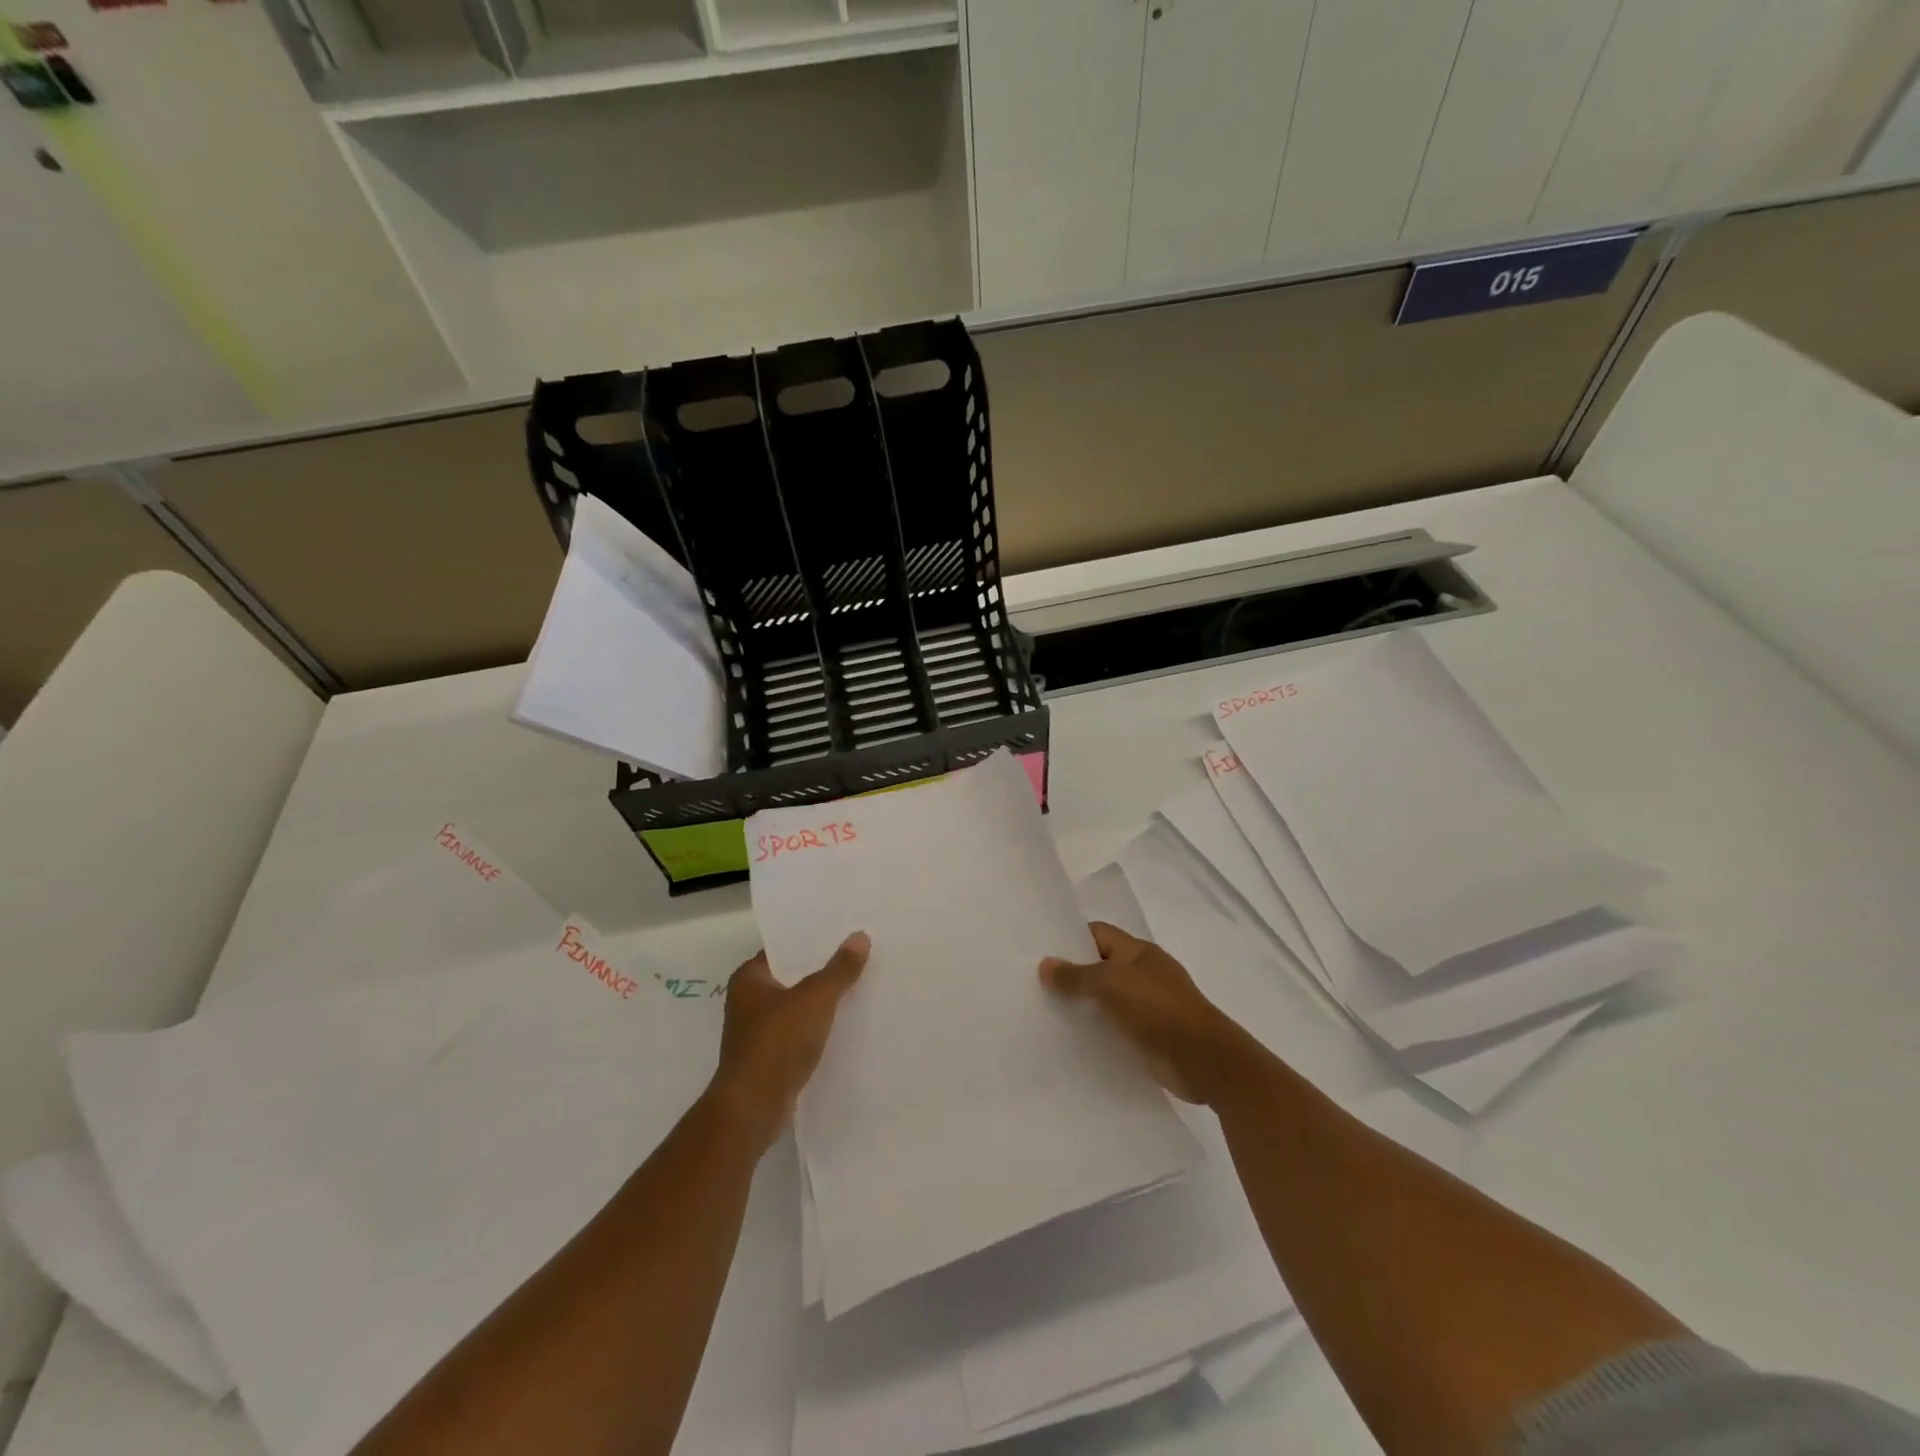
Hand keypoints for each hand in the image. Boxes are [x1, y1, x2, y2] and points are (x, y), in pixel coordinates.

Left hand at [707, 933, 869, 1149]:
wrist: (754, 1108)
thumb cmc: (777, 1042)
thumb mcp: (815, 999)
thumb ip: (839, 969)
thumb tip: (859, 936)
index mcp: (749, 978)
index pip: (783, 948)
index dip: (811, 939)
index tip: (842, 930)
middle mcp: (748, 1001)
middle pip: (792, 976)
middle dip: (822, 968)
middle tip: (858, 954)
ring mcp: (758, 1032)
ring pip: (797, 1006)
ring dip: (822, 1000)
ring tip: (859, 985)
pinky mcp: (770, 1058)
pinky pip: (799, 1032)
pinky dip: (818, 1027)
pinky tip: (846, 1023)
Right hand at [1040, 922, 1241, 1103]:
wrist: (1203, 1059)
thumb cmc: (1157, 1008)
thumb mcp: (1110, 983)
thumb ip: (1076, 975)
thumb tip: (1045, 964)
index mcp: (1138, 951)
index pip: (1097, 934)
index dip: (1070, 939)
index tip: (1039, 950)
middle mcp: (1143, 974)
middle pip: (1100, 966)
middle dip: (1071, 975)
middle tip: (1032, 984)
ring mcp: (1148, 1006)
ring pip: (1106, 1000)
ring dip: (1082, 1006)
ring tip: (1044, 1013)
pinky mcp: (1149, 1036)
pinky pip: (1115, 1028)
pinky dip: (1097, 1032)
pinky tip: (1071, 1041)